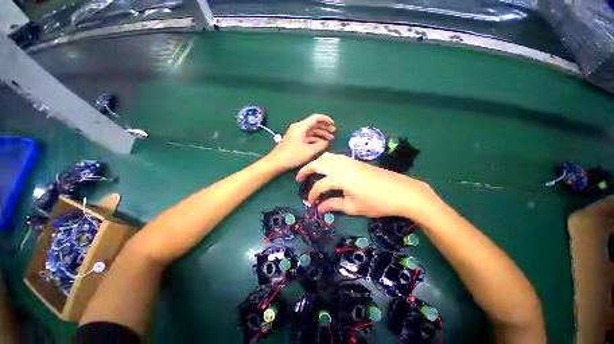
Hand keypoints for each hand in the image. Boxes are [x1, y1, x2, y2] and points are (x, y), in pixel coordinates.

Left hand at [265, 114, 335, 169]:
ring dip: (320, 134)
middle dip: (324, 128)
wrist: (276, 162)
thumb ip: (320, 145)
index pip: (315, 118)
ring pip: (311, 131)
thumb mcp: (309, 151)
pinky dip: (314, 139)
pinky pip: (307, 137)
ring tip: (330, 139)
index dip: (326, 119)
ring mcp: (296, 134)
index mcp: (301, 126)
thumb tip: (326, 142)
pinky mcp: (295, 140)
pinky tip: (321, 143)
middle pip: (314, 124)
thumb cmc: (293, 155)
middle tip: (334, 133)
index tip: (333, 124)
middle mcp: (298, 127)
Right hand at [296, 153, 439, 218]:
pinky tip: (327, 168)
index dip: (312, 195)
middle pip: (318, 163)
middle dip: (306, 170)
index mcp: (339, 178)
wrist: (401, 191)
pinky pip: (335, 157)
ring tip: (311, 171)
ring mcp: (349, 161)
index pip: (319, 186)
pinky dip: (326, 161)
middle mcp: (341, 165)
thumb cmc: (377, 202)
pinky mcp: (355, 161)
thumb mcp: (353, 207)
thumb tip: (320, 208)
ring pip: (327, 157)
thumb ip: (334, 205)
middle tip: (298, 178)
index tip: (310, 204)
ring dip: (316, 163)